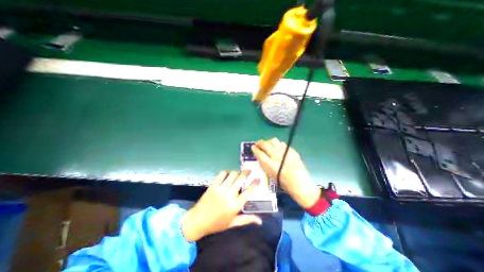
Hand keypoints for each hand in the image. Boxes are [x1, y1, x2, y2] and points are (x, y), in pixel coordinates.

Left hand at [181, 170, 262, 241]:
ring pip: (232, 175)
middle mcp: (229, 195)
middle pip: (240, 179)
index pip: (248, 192)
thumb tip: (260, 221)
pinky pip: (221, 174)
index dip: (254, 184)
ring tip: (238, 173)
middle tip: (249, 169)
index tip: (258, 178)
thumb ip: (247, 220)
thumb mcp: (233, 223)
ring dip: (237, 172)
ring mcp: (221, 189)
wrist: (198, 221)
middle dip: (246, 172)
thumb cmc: (217, 223)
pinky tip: (228, 174)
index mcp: (235, 205)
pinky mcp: (213, 185)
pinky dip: (226, 172)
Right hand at [249, 139, 319, 209]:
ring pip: (274, 141)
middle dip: (260, 143)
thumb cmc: (283, 183)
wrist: (300, 184)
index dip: (255, 149)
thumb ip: (263, 164)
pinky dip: (277, 144)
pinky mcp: (292, 151)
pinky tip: (277, 148)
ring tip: (267, 144)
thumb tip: (258, 154)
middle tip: (258, 144)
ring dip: (268, 142)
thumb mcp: (270, 175)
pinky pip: (282, 143)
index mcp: (271, 166)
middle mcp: (278, 157)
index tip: (253, 147)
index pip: (260, 153)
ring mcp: (286, 153)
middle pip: (266, 144)